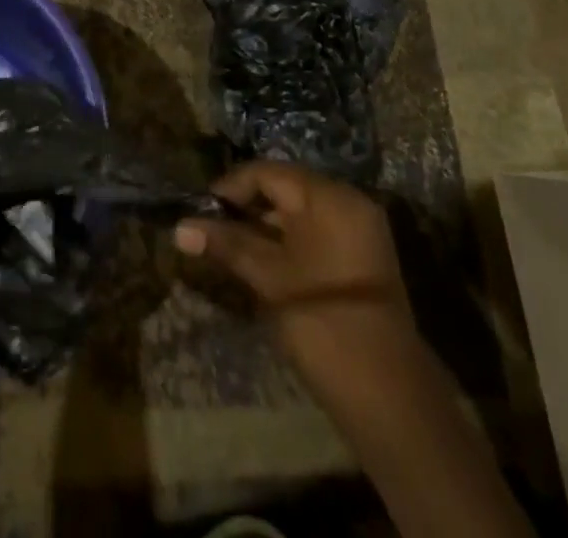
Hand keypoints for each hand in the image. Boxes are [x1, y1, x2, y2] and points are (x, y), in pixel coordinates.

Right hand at [175, 161, 416, 391]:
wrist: (388, 395)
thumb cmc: (321, 321)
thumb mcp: (267, 277)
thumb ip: (225, 243)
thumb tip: (179, 227)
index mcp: (328, 196)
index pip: (267, 173)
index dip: (230, 188)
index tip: (201, 210)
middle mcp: (348, 201)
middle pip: (284, 188)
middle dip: (246, 207)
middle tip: (212, 229)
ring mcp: (360, 230)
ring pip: (300, 212)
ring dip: (265, 226)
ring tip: (231, 248)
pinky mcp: (363, 257)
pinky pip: (317, 232)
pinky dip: (289, 241)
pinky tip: (264, 263)